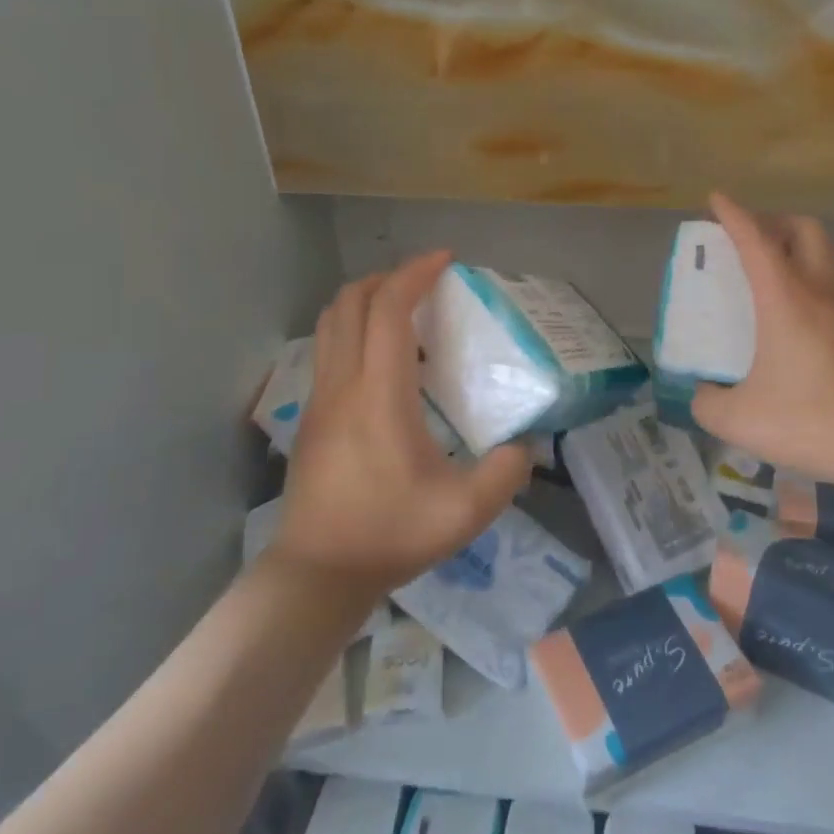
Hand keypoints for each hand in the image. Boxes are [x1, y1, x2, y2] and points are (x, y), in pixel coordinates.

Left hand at [276, 252, 531, 595]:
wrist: (318, 573)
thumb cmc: (390, 535)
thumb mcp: (466, 511)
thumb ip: (506, 473)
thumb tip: (523, 447)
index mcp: (379, 394)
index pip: (389, 309)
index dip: (415, 274)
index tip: (446, 260)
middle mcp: (342, 384)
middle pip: (349, 302)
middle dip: (386, 278)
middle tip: (424, 282)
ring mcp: (319, 399)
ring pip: (330, 324)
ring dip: (364, 302)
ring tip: (404, 313)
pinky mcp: (310, 417)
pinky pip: (328, 351)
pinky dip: (353, 332)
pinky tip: (385, 365)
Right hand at [691, 193, 833, 489]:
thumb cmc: (813, 422)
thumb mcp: (740, 421)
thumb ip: (708, 402)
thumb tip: (704, 391)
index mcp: (786, 299)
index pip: (755, 240)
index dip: (733, 215)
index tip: (716, 199)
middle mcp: (822, 289)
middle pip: (802, 228)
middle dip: (771, 221)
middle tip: (746, 240)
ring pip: (826, 250)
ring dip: (796, 245)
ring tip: (771, 270)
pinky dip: (813, 273)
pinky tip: (799, 310)